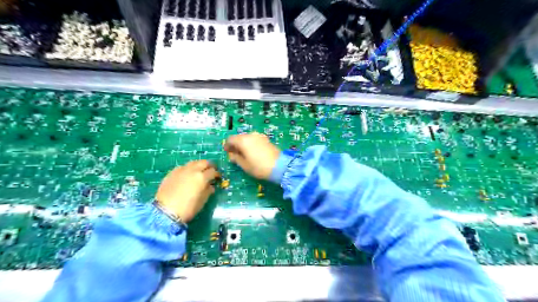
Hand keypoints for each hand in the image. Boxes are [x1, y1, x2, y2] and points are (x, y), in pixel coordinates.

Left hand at [156, 160, 218, 221]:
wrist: (165, 212)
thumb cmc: (187, 208)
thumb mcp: (202, 201)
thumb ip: (208, 191)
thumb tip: (210, 186)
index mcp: (201, 177)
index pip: (213, 171)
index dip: (217, 174)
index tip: (217, 178)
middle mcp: (192, 170)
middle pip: (204, 162)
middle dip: (209, 166)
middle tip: (211, 171)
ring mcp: (181, 170)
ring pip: (193, 162)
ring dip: (199, 165)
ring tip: (199, 171)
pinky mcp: (172, 173)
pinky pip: (183, 167)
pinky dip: (188, 168)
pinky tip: (187, 175)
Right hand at [224, 133, 281, 179]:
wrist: (280, 166)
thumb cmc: (259, 167)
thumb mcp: (244, 165)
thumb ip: (236, 158)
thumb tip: (232, 155)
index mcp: (243, 140)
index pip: (230, 139)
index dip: (227, 145)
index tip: (227, 152)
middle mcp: (251, 135)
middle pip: (239, 137)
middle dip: (235, 144)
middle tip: (235, 153)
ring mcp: (260, 136)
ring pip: (247, 138)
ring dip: (243, 144)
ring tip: (244, 154)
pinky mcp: (266, 139)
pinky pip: (254, 139)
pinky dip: (251, 144)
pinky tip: (252, 152)